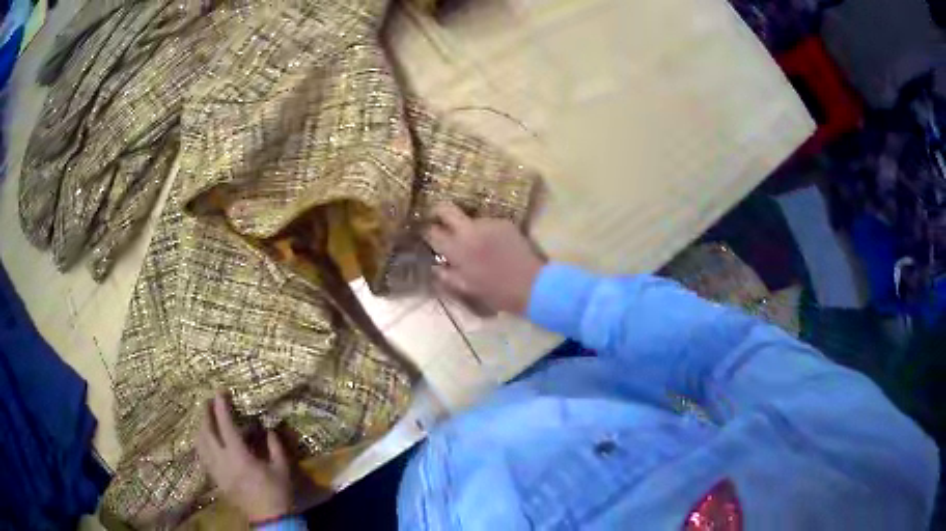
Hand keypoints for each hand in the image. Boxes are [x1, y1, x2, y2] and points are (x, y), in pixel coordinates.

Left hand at [196, 393, 292, 523]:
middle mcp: (223, 461)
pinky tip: (206, 441)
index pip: (225, 425)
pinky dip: (201, 444)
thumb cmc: (278, 493)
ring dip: (200, 428)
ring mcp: (216, 472)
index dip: (221, 406)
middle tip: (207, 401)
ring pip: (200, 445)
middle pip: (206, 432)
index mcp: (239, 456)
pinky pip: (203, 457)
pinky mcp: (216, 481)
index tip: (220, 391)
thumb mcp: (282, 468)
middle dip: (205, 414)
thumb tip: (268, 428)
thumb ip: (275, 446)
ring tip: (204, 419)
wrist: (270, 520)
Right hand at [424, 203, 544, 314]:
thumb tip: (434, 266)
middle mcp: (469, 231)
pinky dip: (487, 231)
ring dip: (468, 227)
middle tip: (440, 220)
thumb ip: (446, 276)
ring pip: (470, 218)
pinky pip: (488, 223)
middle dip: (439, 212)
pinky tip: (495, 244)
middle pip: (446, 209)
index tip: (426, 233)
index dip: (426, 231)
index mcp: (456, 250)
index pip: (431, 231)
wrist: (532, 285)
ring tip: (477, 242)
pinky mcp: (504, 222)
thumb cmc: (497, 293)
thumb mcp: (466, 289)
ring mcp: (488, 223)